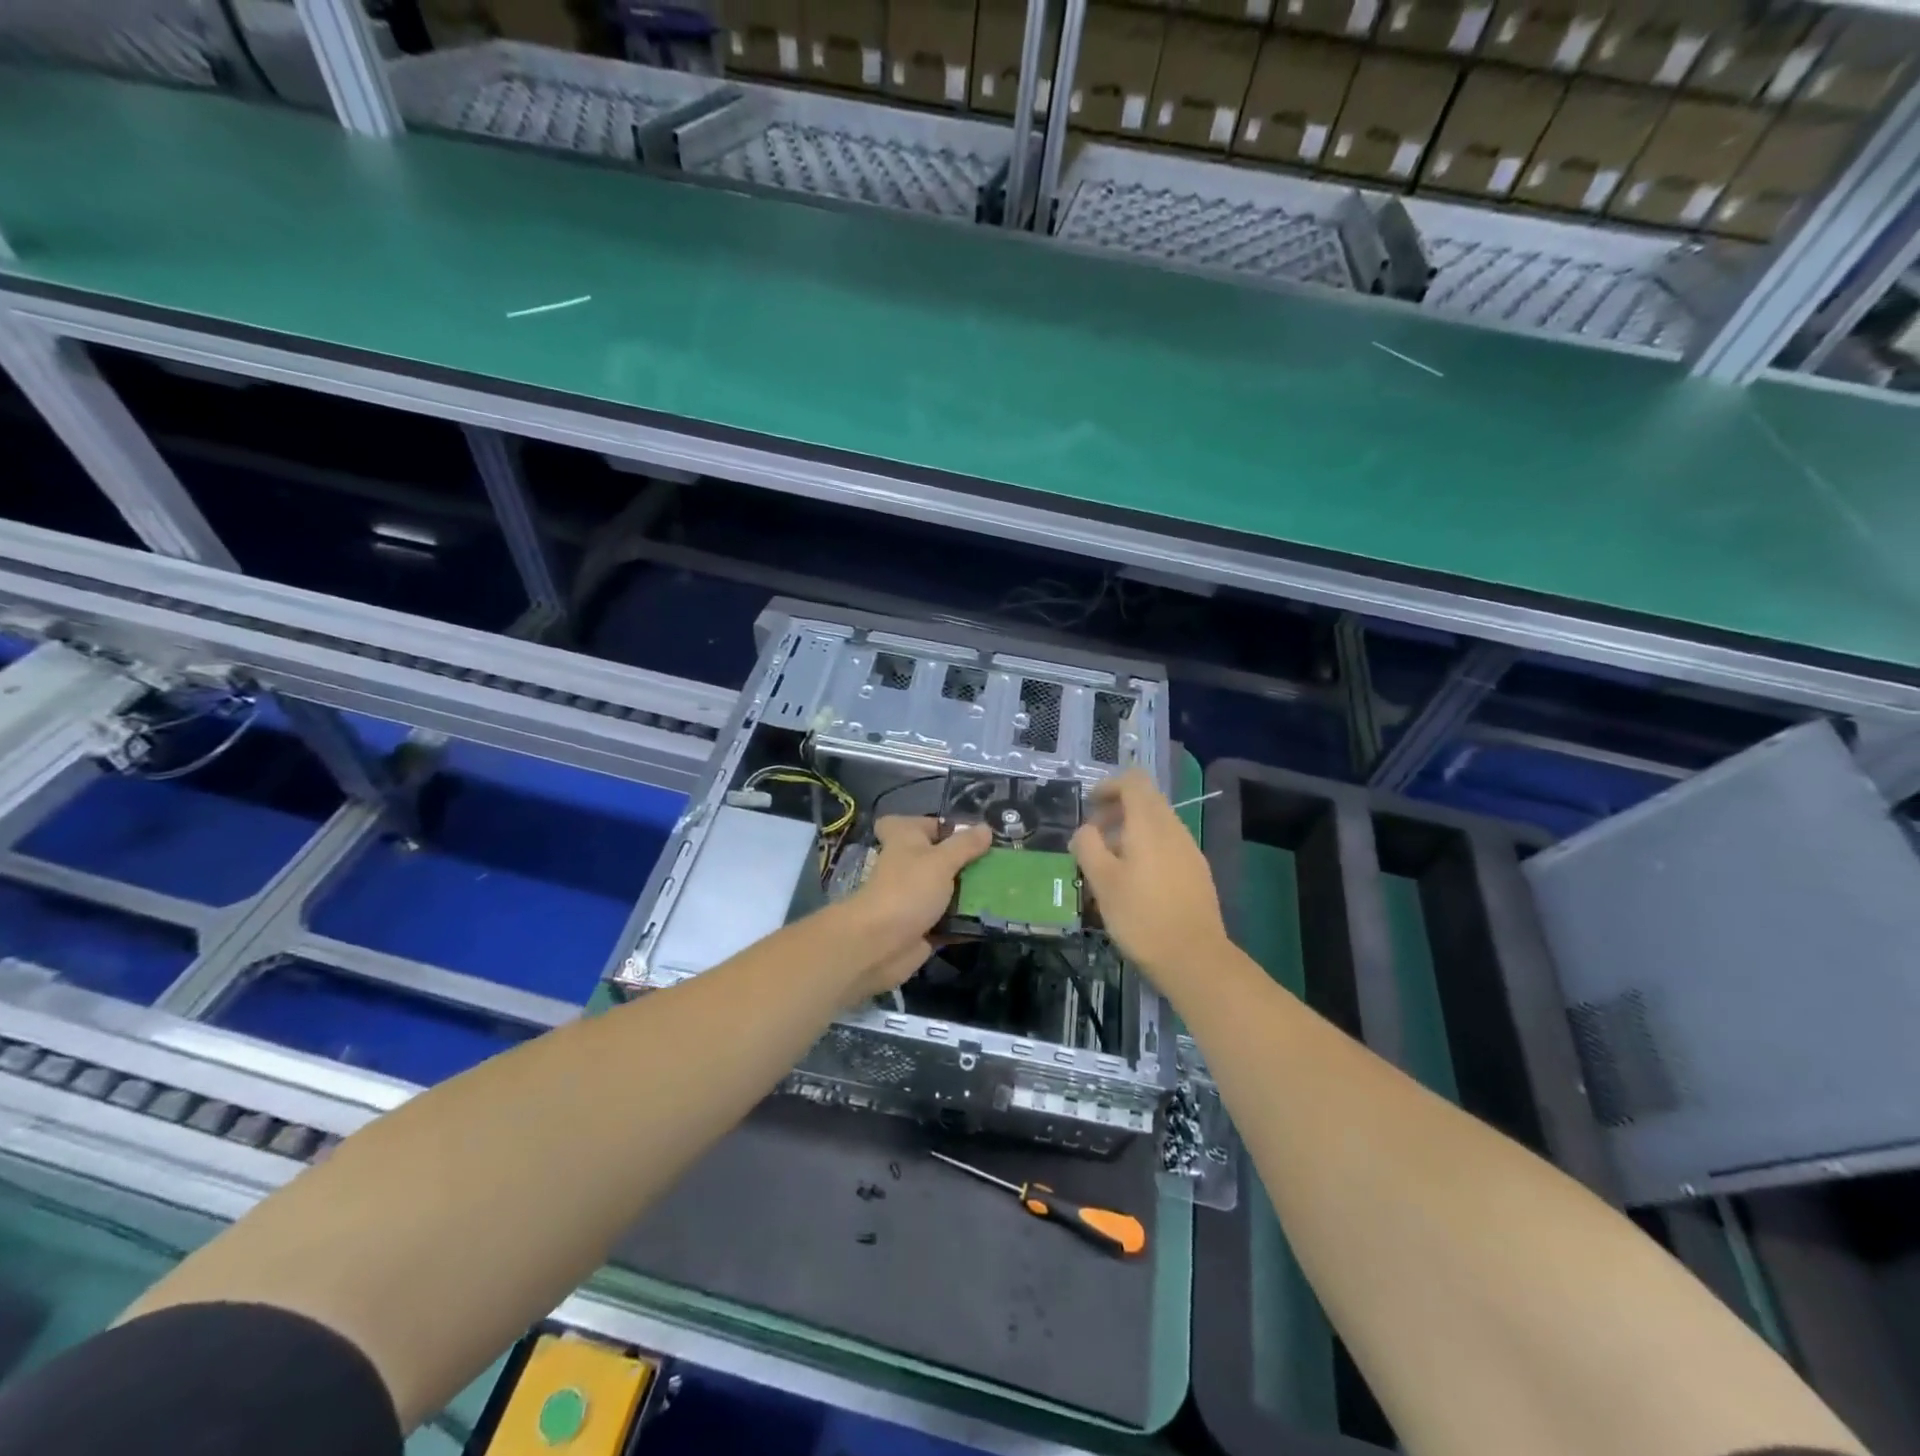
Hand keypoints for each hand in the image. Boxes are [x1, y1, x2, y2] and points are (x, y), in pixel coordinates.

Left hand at [842, 817, 991, 996]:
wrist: (880, 945)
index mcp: (904, 840)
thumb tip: (986, 828)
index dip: (931, 825)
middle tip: (998, 861)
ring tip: (1006, 887)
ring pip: (947, 889)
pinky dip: (968, 919)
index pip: (910, 823)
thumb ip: (965, 845)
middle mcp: (908, 865)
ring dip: (970, 891)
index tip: (961, 832)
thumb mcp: (941, 861)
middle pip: (938, 857)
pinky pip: (950, 918)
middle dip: (965, 859)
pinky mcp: (923, 926)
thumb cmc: (908, 890)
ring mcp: (915, 897)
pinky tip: (995, 916)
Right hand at [1070, 770, 1230, 983]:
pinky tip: (1134, 882)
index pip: (1133, 781)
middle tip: (1092, 837)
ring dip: (1129, 832)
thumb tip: (1084, 830)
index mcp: (1150, 824)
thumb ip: (1088, 846)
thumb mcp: (1102, 881)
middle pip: (1146, 800)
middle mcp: (1173, 829)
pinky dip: (1146, 849)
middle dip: (1116, 810)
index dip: (1109, 786)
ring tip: (1108, 864)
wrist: (1194, 958)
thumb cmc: (1141, 916)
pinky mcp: (1197, 872)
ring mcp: (1189, 850)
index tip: (1089, 806)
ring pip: (1157, 824)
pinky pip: (1167, 845)